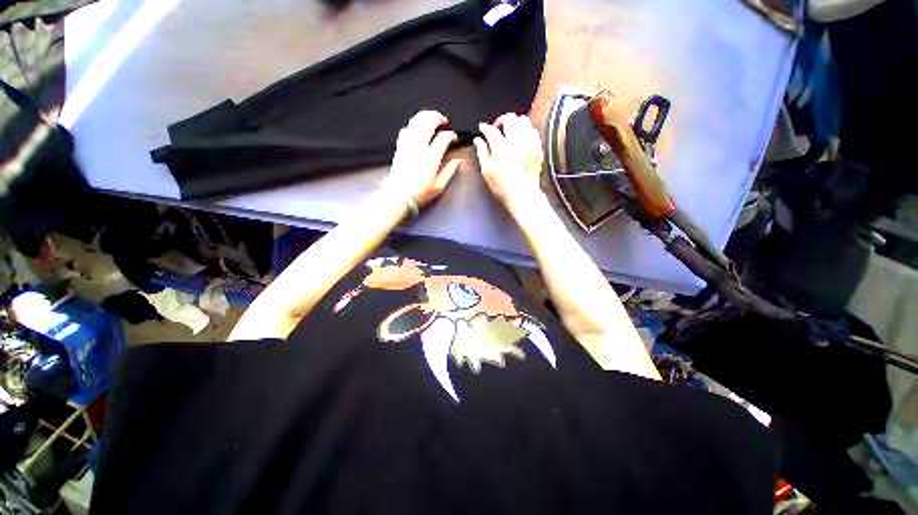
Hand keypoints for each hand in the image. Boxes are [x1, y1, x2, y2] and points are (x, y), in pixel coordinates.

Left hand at [383, 110, 462, 208]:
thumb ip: (450, 171)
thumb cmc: (420, 193)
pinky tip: (417, 127)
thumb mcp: (439, 186)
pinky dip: (413, 124)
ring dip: (425, 116)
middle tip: (444, 121)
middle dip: (438, 117)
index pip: (443, 138)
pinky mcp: (400, 147)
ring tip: (432, 118)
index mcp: (431, 158)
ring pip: (416, 122)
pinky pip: (406, 129)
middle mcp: (419, 147)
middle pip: (428, 122)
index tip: (454, 137)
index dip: (451, 135)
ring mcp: (408, 145)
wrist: (398, 196)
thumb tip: (459, 161)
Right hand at [474, 113, 543, 209]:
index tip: (482, 128)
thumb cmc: (502, 186)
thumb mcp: (487, 171)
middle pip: (510, 118)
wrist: (522, 195)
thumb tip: (478, 140)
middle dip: (501, 120)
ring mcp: (529, 143)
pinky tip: (521, 138)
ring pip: (523, 121)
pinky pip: (533, 130)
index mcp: (501, 147)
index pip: (491, 129)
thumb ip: (482, 152)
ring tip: (509, 132)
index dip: (485, 127)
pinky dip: (526, 130)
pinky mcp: (537, 148)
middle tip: (496, 129)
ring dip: (514, 123)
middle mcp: (516, 141)